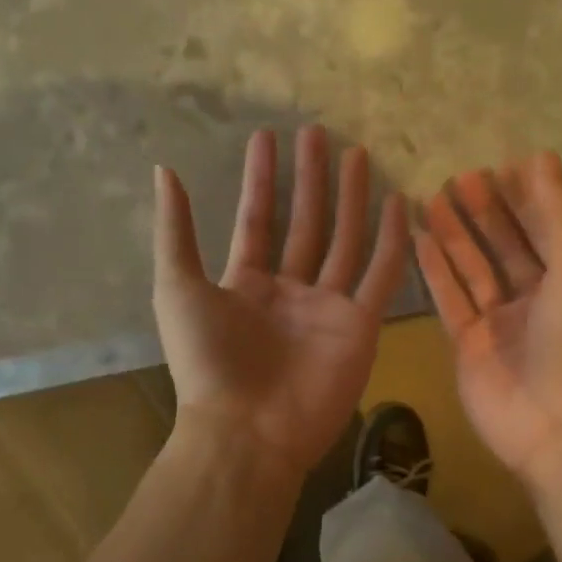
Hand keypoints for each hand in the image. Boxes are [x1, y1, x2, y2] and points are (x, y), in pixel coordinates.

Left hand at [153, 126, 408, 478]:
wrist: (247, 430)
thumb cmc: (207, 361)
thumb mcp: (178, 287)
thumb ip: (176, 230)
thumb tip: (163, 169)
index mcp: (246, 284)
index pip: (258, 220)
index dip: (261, 180)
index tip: (268, 137)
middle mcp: (289, 291)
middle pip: (305, 223)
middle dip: (310, 179)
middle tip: (318, 131)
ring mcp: (327, 308)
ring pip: (344, 241)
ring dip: (350, 198)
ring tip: (357, 152)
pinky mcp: (360, 327)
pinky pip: (380, 276)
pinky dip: (392, 241)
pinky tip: (398, 202)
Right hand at [414, 154, 561, 490]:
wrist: (560, 430)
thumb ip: (559, 214)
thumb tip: (540, 155)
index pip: (545, 228)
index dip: (524, 198)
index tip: (499, 164)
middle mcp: (536, 298)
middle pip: (506, 245)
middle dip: (486, 211)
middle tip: (458, 176)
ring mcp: (499, 324)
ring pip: (473, 270)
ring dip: (456, 234)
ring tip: (431, 197)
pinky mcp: (468, 346)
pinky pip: (450, 300)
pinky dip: (436, 271)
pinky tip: (419, 239)